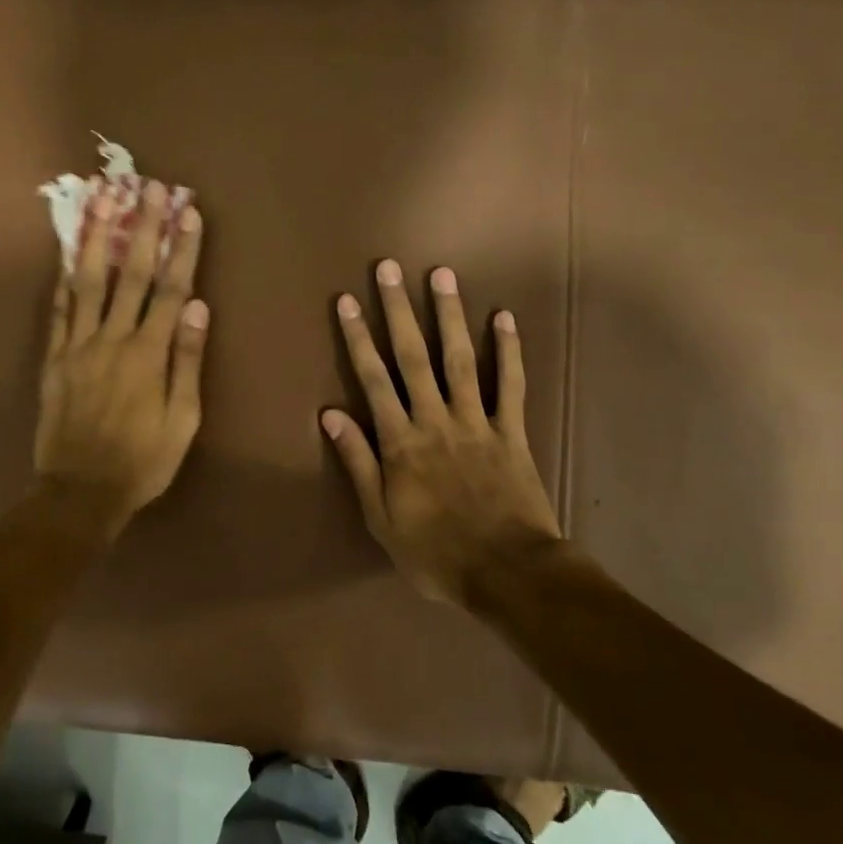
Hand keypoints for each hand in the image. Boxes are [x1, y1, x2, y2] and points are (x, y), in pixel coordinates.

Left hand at [35, 180, 207, 528]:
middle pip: (131, 273)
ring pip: (88, 280)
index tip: (188, 211)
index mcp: (149, 354)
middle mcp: (113, 339)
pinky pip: (59, 309)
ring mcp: (78, 345)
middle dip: (143, 226)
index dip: (182, 248)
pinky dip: (64, 277)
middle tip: (149, 186)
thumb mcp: (182, 420)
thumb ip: (188, 361)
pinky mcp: (54, 357)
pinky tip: (68, 250)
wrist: (79, 492)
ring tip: (102, 198)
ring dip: (96, 236)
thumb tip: (200, 307)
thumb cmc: (143, 460)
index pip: (171, 289)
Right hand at [323, 260, 559, 603]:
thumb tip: (330, 413)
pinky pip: (511, 385)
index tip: (347, 301)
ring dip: (449, 315)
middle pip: (413, 356)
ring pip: (460, 359)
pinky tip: (504, 318)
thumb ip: (357, 462)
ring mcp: (477, 422)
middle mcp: (435, 419)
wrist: (508, 575)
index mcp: (400, 441)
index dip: (358, 337)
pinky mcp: (512, 432)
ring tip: (441, 275)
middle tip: (389, 268)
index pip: (373, 379)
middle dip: (398, 310)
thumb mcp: (380, 517)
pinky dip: (509, 350)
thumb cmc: (435, 552)